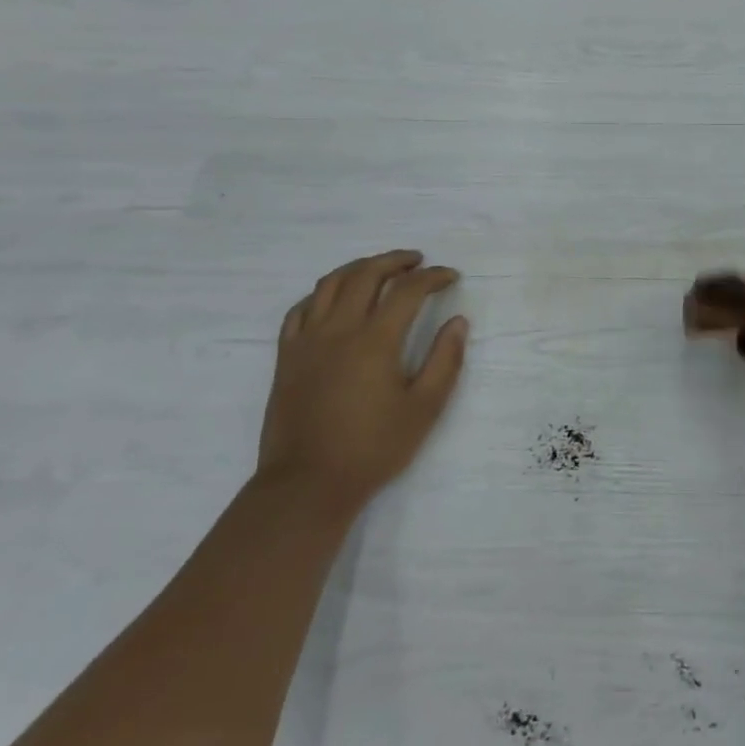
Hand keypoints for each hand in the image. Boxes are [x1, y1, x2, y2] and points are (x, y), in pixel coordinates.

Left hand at [258, 250, 467, 509]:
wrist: (307, 484)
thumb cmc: (372, 449)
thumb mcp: (423, 409)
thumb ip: (444, 361)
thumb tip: (458, 322)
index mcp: (375, 340)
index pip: (407, 291)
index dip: (433, 277)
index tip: (451, 276)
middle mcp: (339, 329)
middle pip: (366, 275)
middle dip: (395, 261)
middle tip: (417, 261)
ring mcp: (307, 340)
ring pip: (330, 283)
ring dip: (358, 268)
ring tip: (378, 269)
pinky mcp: (287, 356)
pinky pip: (300, 309)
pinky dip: (321, 293)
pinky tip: (333, 300)